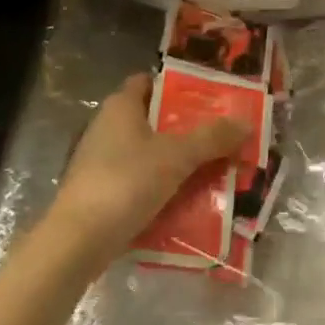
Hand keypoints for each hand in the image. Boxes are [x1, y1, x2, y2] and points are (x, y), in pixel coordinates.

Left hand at [46, 73, 249, 269]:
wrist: (78, 242)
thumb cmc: (126, 182)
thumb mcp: (177, 156)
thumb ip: (212, 138)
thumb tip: (246, 123)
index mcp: (120, 107)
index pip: (148, 82)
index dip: (176, 86)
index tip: (208, 96)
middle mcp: (106, 128)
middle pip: (153, 119)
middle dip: (186, 128)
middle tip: (221, 134)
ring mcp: (100, 162)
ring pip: (148, 154)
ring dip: (177, 161)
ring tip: (214, 168)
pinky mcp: (100, 193)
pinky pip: (139, 182)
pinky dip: (161, 187)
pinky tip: (188, 200)